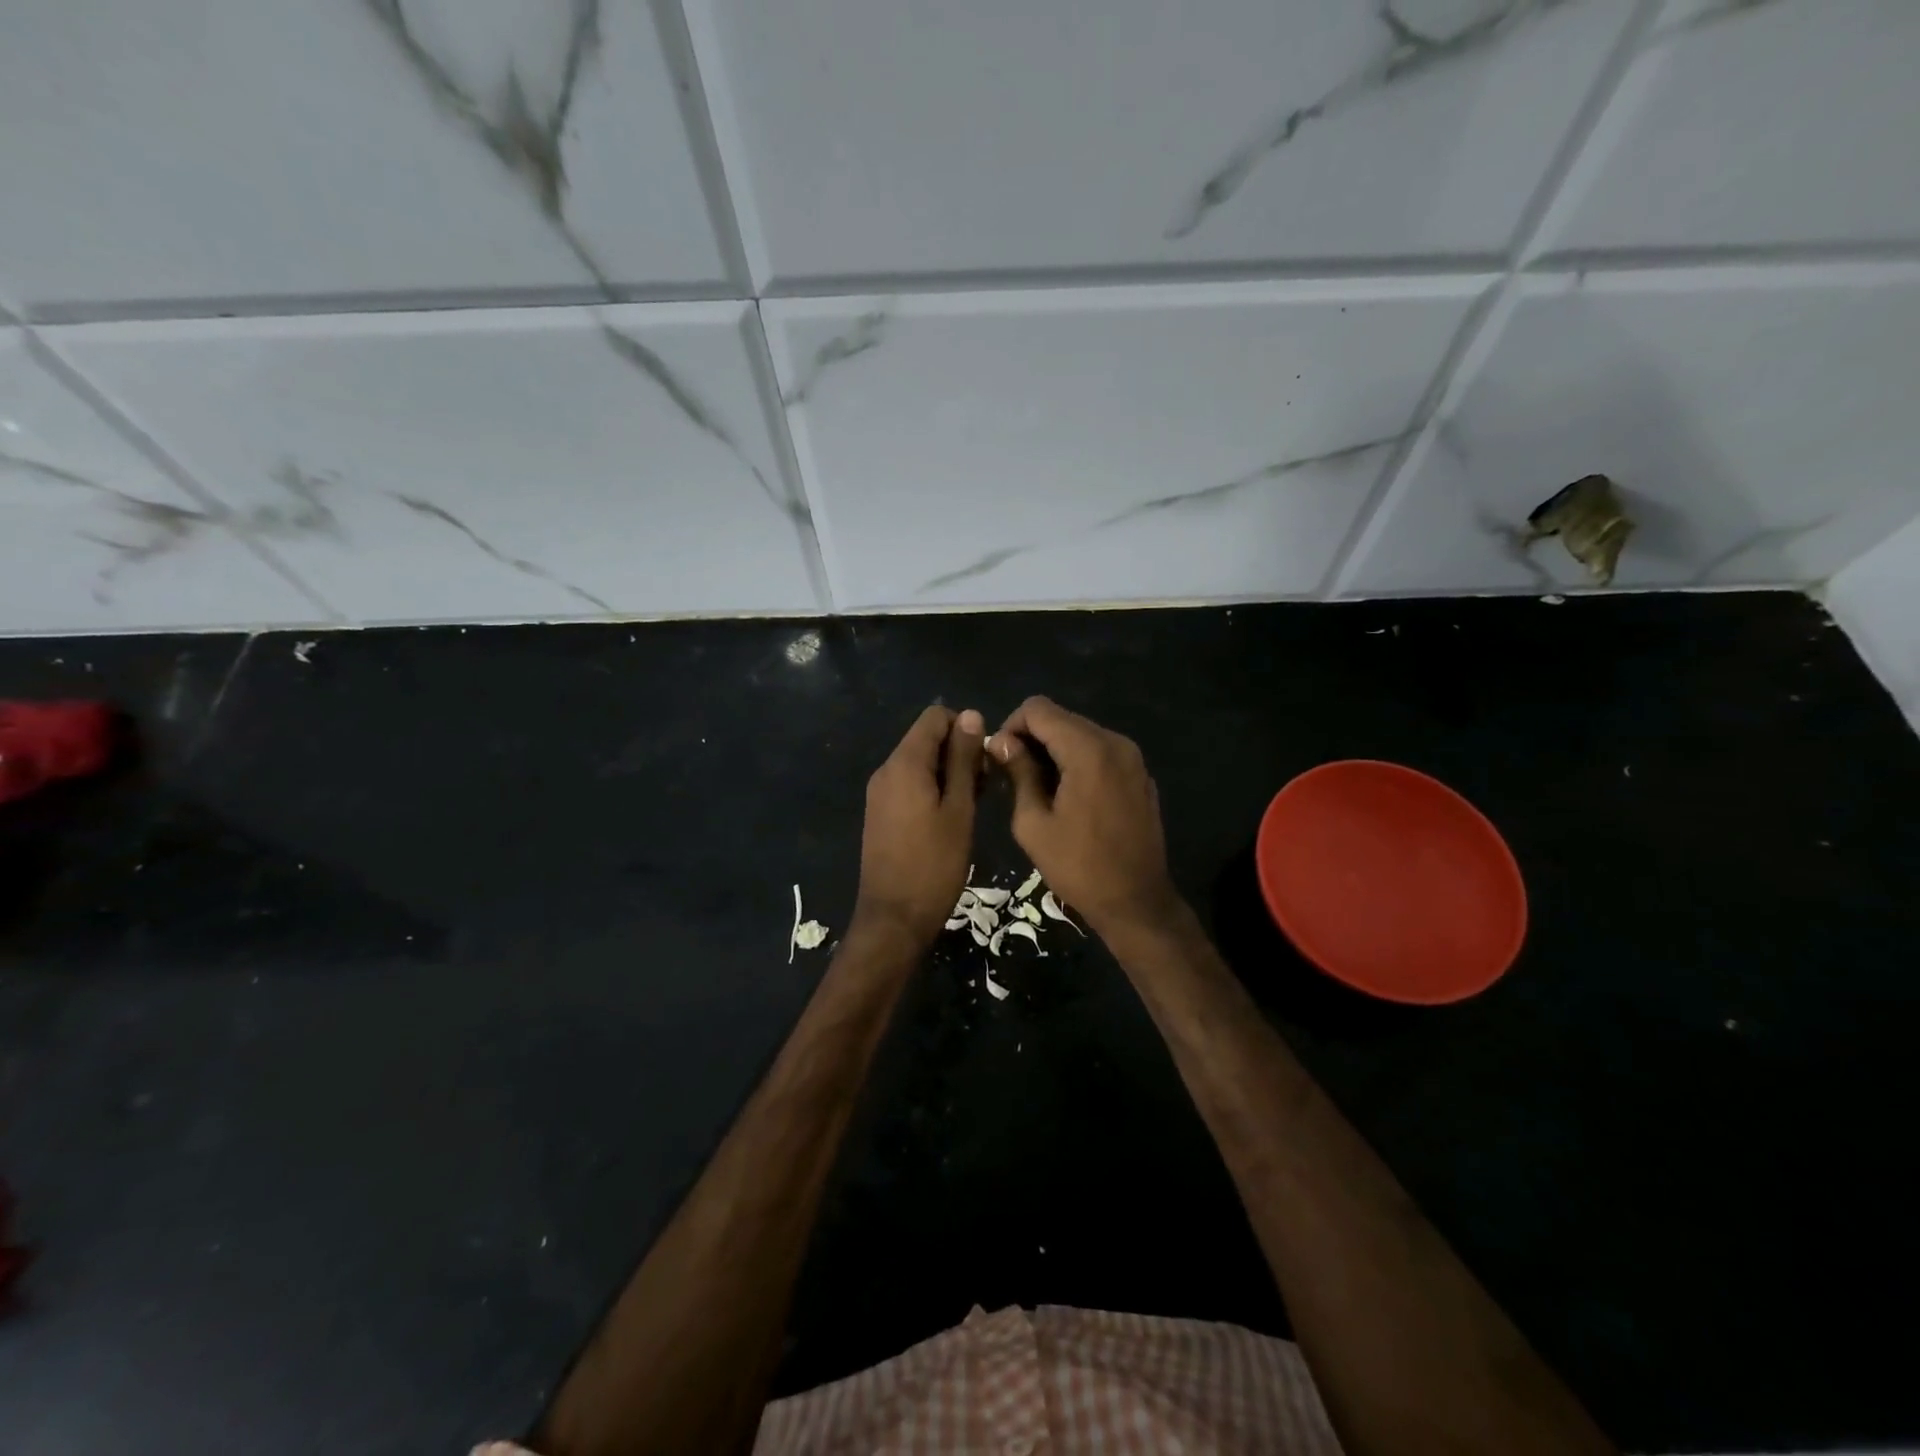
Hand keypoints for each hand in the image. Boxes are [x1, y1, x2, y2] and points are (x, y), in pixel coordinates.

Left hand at [852, 705, 985, 949]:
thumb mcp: (959, 810)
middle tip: (984, 788)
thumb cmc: (934, 864)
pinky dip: (932, 789)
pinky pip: (909, 784)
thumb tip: (971, 715)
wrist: (894, 919)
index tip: (985, 760)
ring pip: (919, 762)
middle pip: (926, 738)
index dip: (965, 728)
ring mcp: (880, 793)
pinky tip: (951, 817)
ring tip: (972, 806)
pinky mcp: (880, 813)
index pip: (934, 717)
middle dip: (958, 752)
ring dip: (948, 773)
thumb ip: (963, 760)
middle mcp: (886, 770)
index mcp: (904, 764)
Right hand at [989, 696, 1179, 937]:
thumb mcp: (1033, 823)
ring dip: (1054, 750)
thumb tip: (1001, 742)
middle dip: (1032, 738)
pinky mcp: (1140, 775)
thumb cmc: (1078, 866)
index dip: (1011, 726)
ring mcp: (1133, 758)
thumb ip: (1018, 772)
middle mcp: (1115, 742)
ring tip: (1038, 788)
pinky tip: (1069, 796)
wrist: (1136, 902)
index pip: (1038, 709)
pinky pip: (1101, 752)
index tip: (1001, 759)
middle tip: (1013, 775)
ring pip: (1081, 733)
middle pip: (1062, 718)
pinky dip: (1078, 761)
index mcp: (1087, 750)